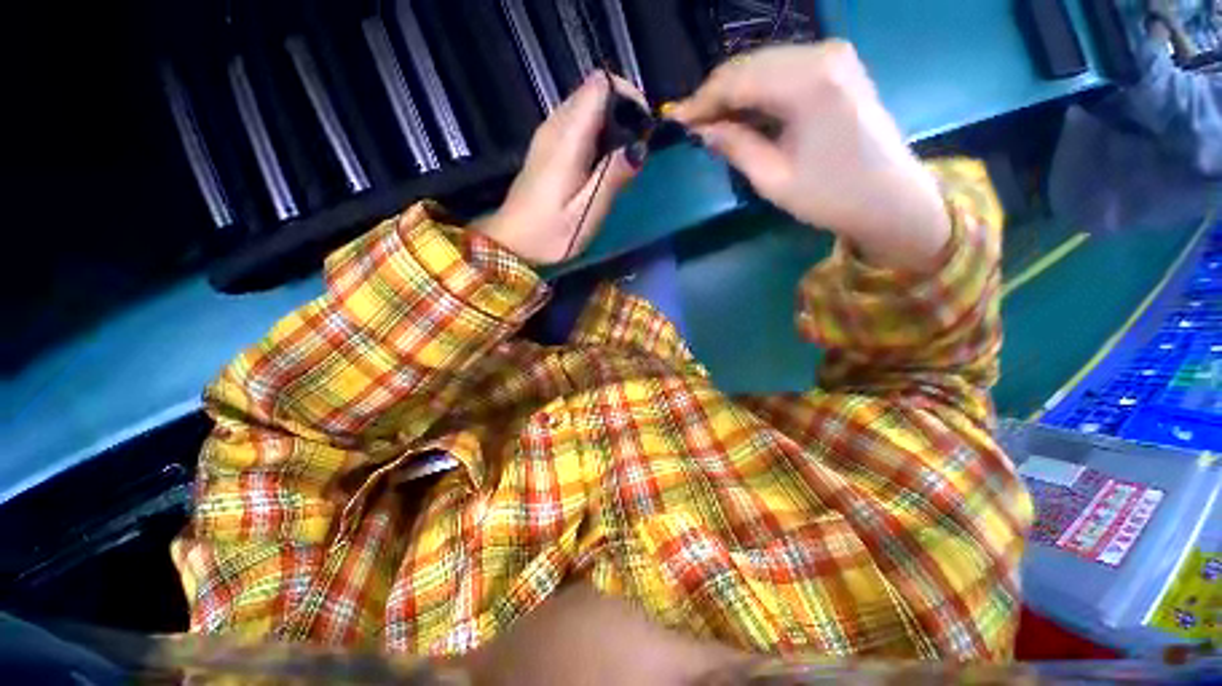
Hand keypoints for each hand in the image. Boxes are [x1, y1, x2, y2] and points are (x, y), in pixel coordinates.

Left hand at [474, 75, 646, 264]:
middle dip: (622, 109)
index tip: (644, 126)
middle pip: (593, 90)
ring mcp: (547, 135)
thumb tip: (640, 148)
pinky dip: (596, 133)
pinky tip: (602, 163)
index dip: (628, 95)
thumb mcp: (587, 212)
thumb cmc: (550, 233)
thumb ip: (613, 177)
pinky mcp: (546, 147)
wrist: (512, 244)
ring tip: (624, 156)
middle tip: (639, 145)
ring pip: (585, 106)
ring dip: (610, 122)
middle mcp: (555, 125)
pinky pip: (575, 123)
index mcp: (568, 137)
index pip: (600, 84)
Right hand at [671, 42, 950, 271]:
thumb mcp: (773, 178)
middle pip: (750, 65)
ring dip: (735, 94)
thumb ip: (735, 146)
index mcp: (808, 81)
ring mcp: (833, 57)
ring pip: (765, 65)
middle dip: (716, 95)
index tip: (675, 121)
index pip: (738, 80)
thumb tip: (702, 130)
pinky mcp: (838, 68)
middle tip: (691, 125)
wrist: (892, 200)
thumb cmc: (831, 196)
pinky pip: (784, 71)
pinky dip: (759, 92)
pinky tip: (743, 116)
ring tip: (712, 124)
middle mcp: (822, 54)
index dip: (701, 101)